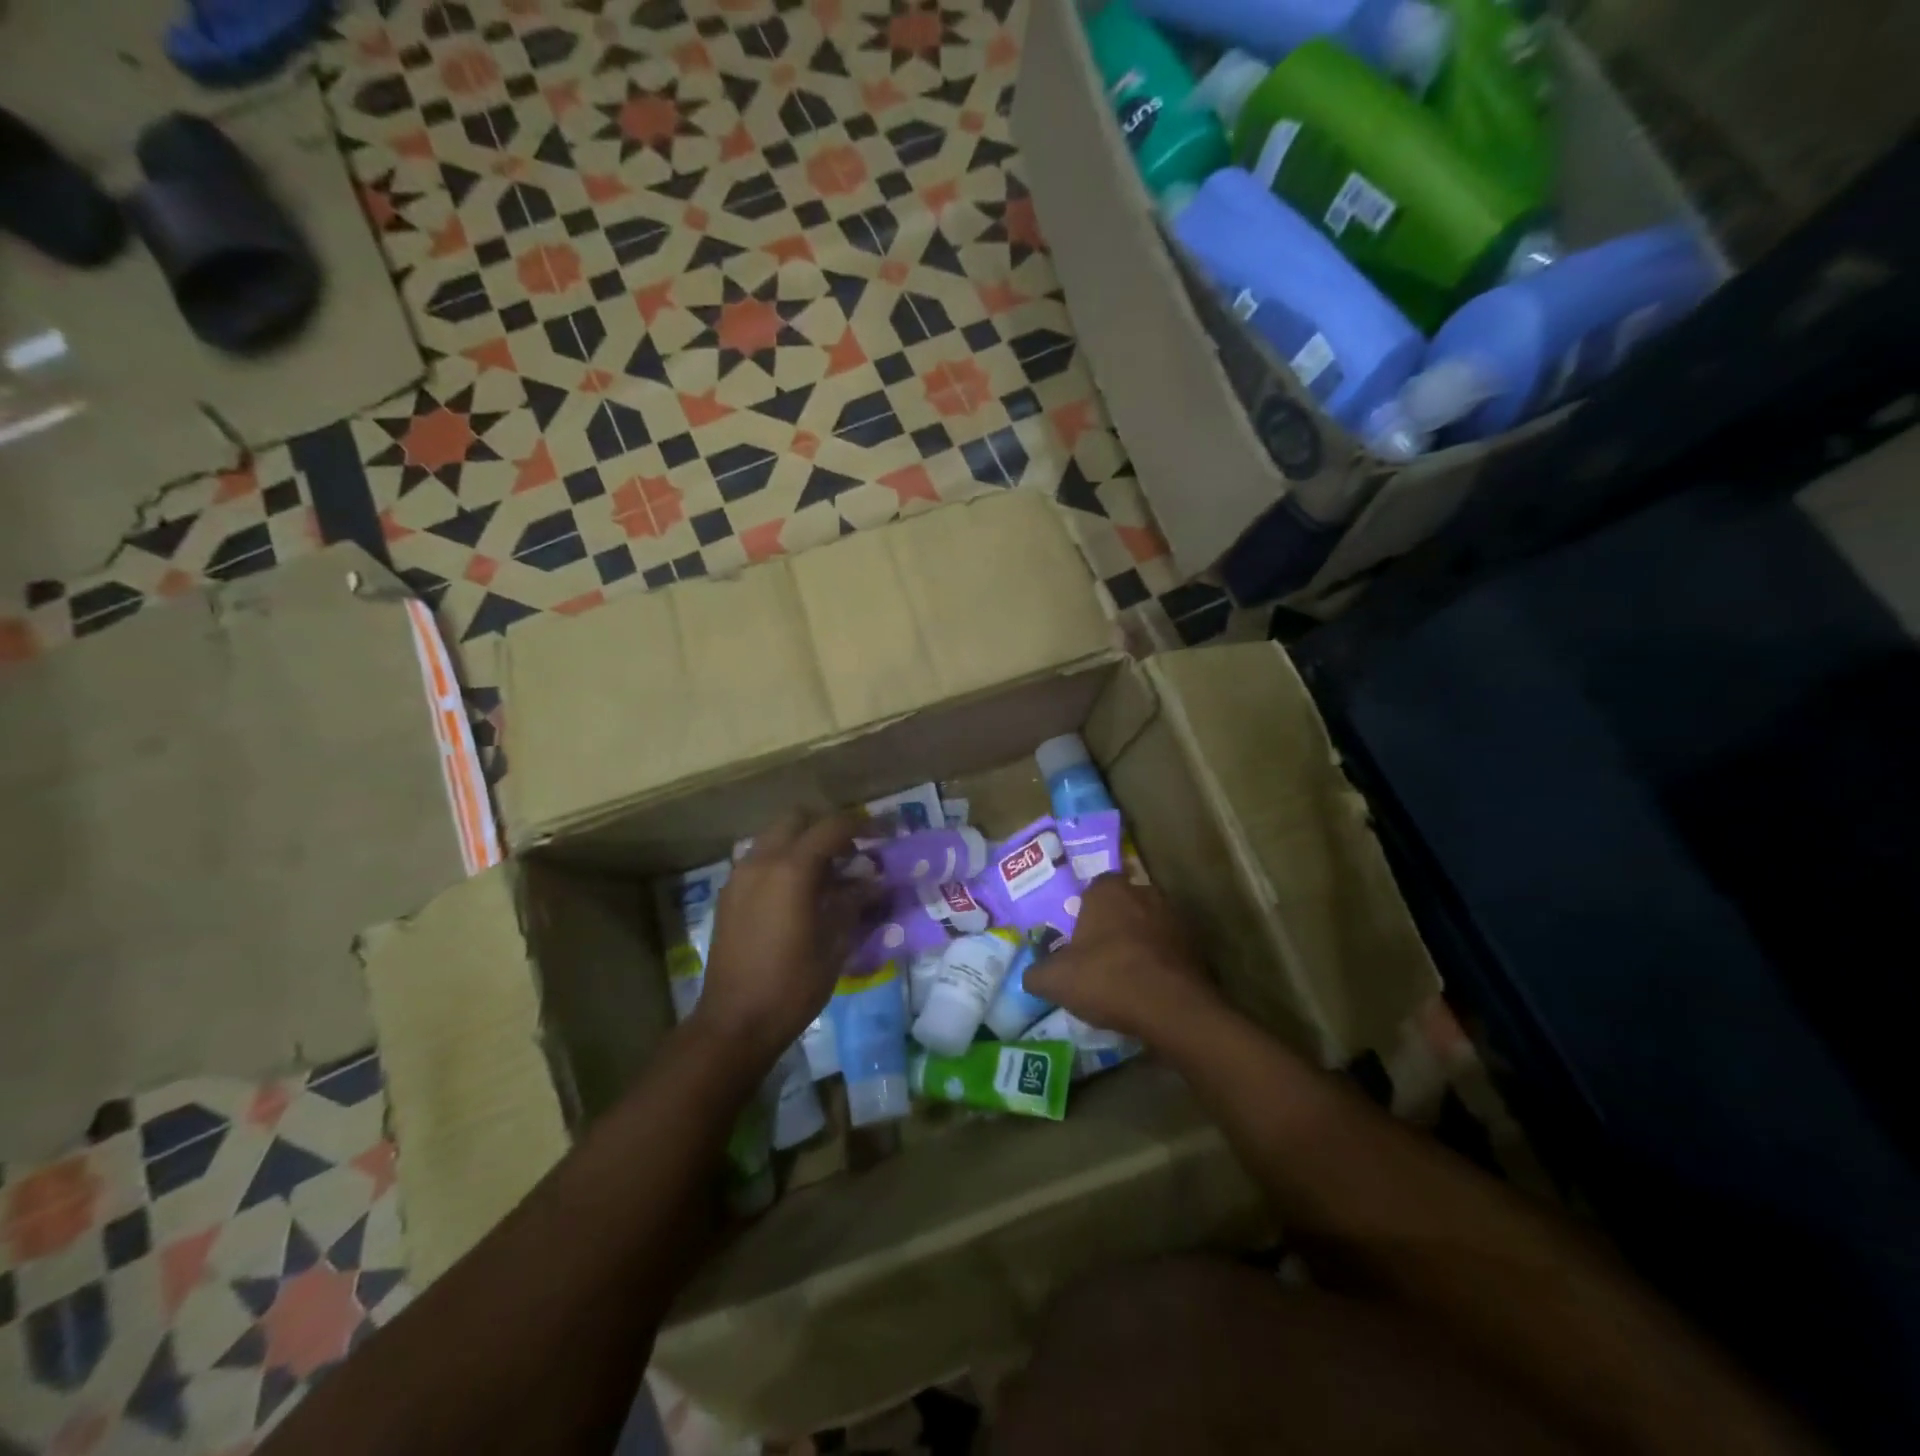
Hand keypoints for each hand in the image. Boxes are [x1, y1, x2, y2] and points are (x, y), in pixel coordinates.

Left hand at [693, 810, 878, 1065]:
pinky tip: (799, 893)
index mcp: (791, 870)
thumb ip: (854, 902)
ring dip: (802, 843)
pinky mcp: (728, 895)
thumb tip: (874, 881)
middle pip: (797, 819)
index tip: (883, 833)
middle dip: (826, 827)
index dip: (862, 824)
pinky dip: (782, 861)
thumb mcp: (835, 944)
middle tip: (852, 851)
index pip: (832, 826)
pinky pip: (759, 860)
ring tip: (828, 873)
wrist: (734, 1023)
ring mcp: (739, 877)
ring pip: (774, 837)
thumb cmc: (792, 986)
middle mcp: (761, 862)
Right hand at [1024, 875, 1219, 1042]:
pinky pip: (1169, 950)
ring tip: (1125, 976)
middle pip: (1123, 905)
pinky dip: (1160, 963)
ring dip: (1139, 944)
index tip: (1077, 939)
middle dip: (1112, 925)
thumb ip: (1036, 972)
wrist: (1172, 1010)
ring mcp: (1175, 918)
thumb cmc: (1107, 979)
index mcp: (1108, 890)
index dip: (1084, 912)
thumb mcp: (1055, 980)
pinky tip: (1149, 989)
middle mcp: (1144, 893)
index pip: (1092, 888)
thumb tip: (1031, 974)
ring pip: (1148, 926)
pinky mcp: (1197, 946)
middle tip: (1098, 957)